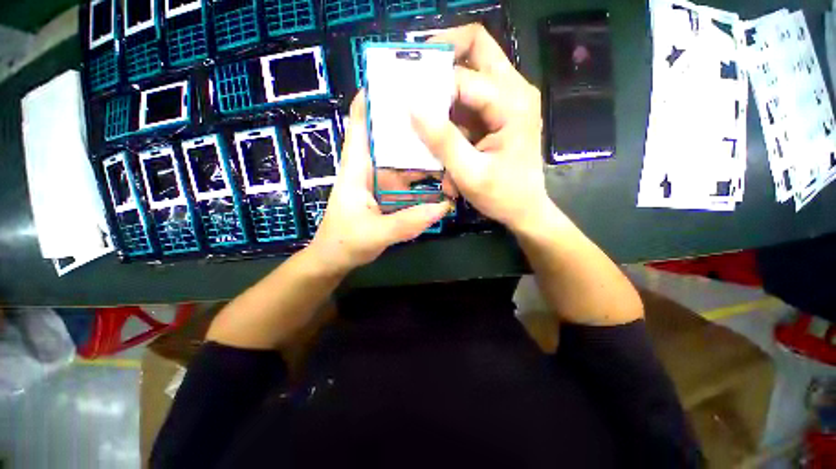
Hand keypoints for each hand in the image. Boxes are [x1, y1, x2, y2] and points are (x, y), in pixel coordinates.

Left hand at [308, 93, 451, 273]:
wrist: (336, 260)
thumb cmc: (344, 242)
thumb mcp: (374, 233)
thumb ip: (408, 222)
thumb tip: (444, 206)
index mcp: (358, 167)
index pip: (360, 122)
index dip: (373, 97)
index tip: (398, 79)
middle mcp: (372, 168)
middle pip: (393, 139)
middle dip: (415, 125)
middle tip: (445, 112)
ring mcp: (384, 182)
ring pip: (408, 162)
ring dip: (427, 156)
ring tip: (453, 145)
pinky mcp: (393, 195)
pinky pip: (414, 183)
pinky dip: (428, 182)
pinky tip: (446, 180)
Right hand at [412, 24, 550, 232]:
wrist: (525, 209)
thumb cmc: (502, 196)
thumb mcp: (469, 173)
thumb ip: (443, 141)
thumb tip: (412, 107)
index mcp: (512, 104)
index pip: (463, 78)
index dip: (432, 86)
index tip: (407, 99)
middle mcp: (515, 91)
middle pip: (477, 47)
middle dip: (443, 55)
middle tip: (415, 74)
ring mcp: (509, 100)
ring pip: (471, 71)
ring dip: (445, 90)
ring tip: (427, 115)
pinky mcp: (500, 113)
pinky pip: (471, 98)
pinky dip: (453, 112)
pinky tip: (444, 138)